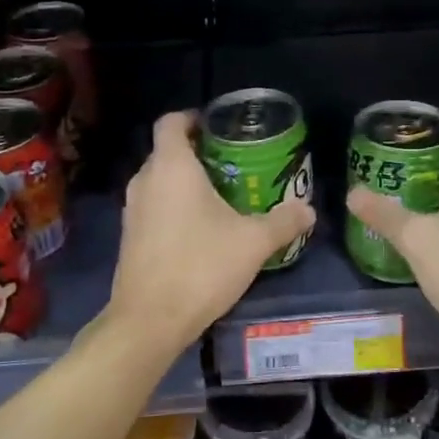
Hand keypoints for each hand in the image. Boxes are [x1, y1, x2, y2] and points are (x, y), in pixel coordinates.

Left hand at [106, 111, 314, 352]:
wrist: (149, 321)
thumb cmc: (200, 267)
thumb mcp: (252, 243)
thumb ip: (283, 222)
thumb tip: (309, 210)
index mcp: (171, 167)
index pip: (172, 122)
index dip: (194, 117)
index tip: (220, 127)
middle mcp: (145, 180)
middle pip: (168, 151)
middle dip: (198, 152)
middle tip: (234, 163)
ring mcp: (132, 210)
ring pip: (160, 181)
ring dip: (186, 182)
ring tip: (223, 194)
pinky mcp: (129, 236)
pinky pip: (153, 206)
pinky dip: (174, 206)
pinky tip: (202, 228)